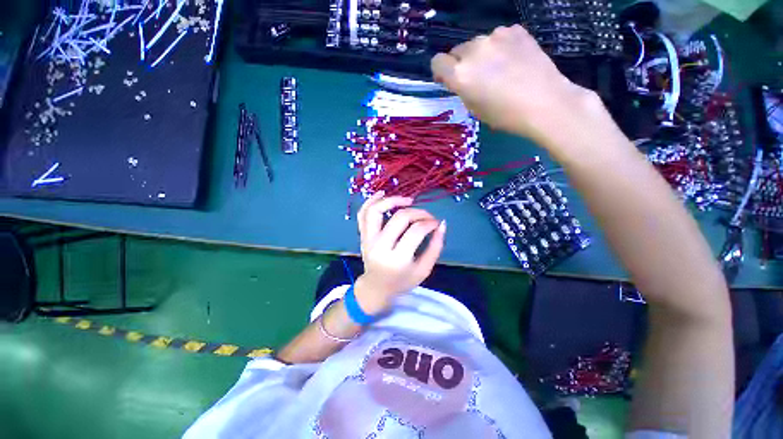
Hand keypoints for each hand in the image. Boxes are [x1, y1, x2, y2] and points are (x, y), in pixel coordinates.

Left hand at [354, 192, 445, 313]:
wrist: (376, 287)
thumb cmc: (402, 281)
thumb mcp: (424, 270)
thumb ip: (435, 247)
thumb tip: (442, 224)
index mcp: (397, 259)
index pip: (415, 231)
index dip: (429, 223)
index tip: (436, 223)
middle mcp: (379, 247)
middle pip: (399, 218)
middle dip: (418, 212)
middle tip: (427, 216)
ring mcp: (367, 240)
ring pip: (375, 211)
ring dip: (392, 200)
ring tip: (408, 200)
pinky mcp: (362, 235)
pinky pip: (362, 214)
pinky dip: (371, 201)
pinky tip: (382, 194)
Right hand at [430, 25, 600, 146]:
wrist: (545, 103)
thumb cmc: (505, 115)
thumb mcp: (475, 109)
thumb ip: (463, 89)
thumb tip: (462, 79)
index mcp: (460, 74)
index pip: (437, 62)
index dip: (441, 72)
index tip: (449, 80)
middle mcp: (473, 50)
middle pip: (457, 51)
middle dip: (462, 64)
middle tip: (477, 78)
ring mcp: (496, 36)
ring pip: (478, 44)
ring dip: (481, 55)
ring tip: (499, 70)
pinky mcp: (515, 30)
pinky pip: (498, 38)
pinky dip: (500, 48)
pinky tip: (513, 61)